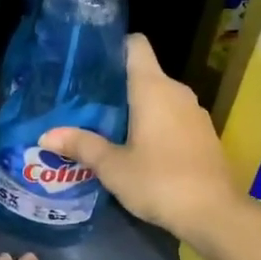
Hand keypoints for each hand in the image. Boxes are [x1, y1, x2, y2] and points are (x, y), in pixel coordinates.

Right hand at [39, 34, 237, 245]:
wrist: (215, 214)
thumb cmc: (159, 181)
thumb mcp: (113, 167)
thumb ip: (81, 145)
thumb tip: (45, 135)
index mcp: (153, 88)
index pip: (136, 45)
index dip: (113, 47)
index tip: (89, 63)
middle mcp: (177, 91)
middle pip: (143, 72)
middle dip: (115, 84)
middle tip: (84, 101)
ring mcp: (194, 112)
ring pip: (159, 97)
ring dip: (135, 107)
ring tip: (104, 124)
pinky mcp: (203, 134)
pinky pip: (172, 116)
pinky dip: (154, 123)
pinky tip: (135, 146)